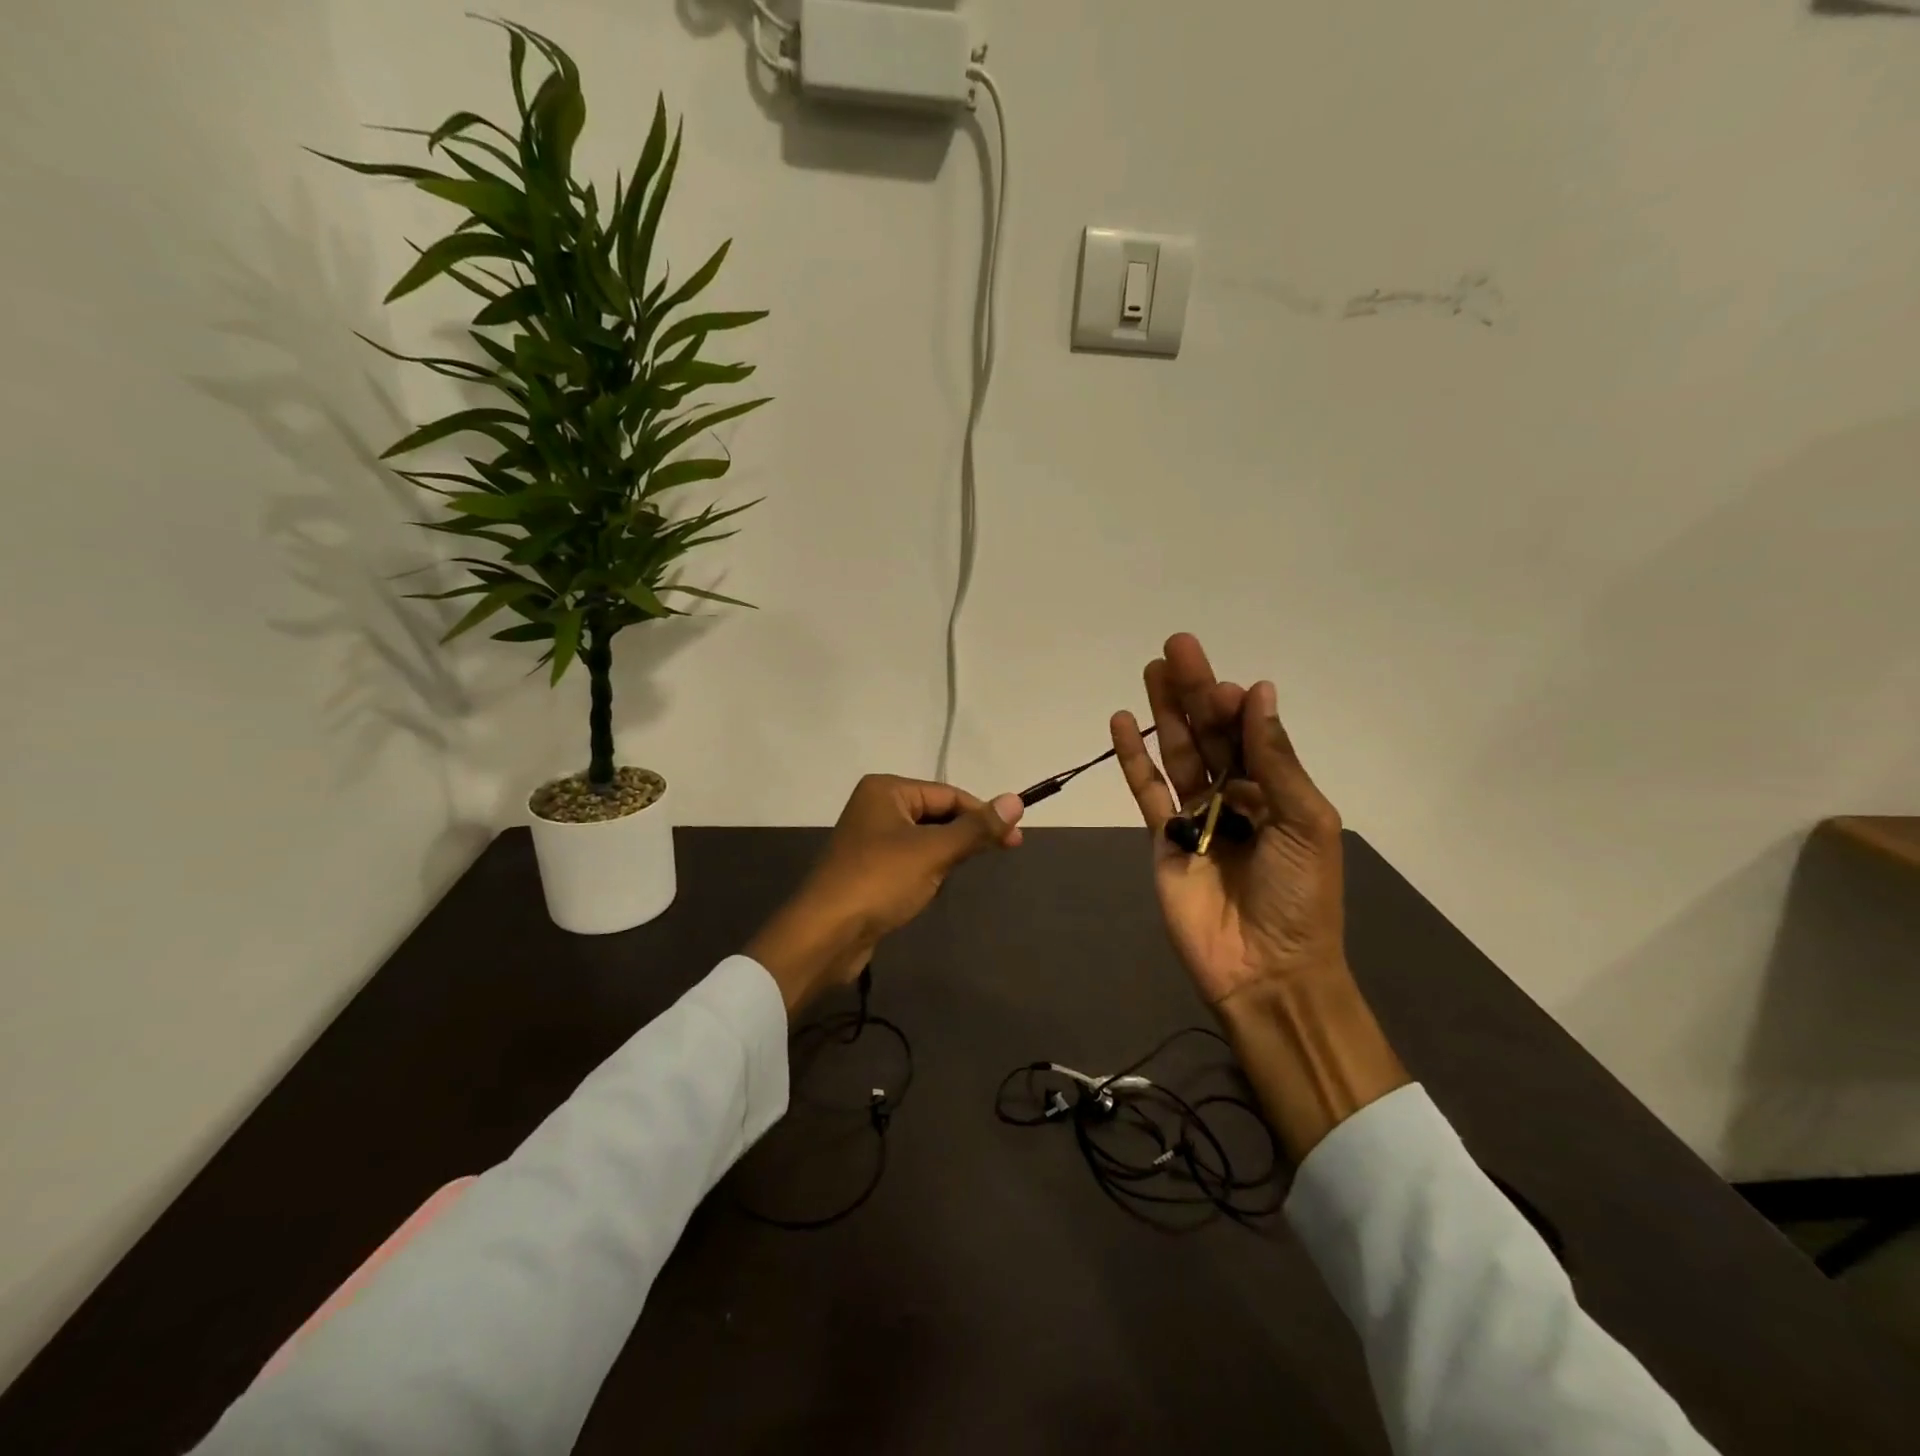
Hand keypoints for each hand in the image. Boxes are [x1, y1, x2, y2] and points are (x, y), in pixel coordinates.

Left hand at [747, 775, 1024, 1014]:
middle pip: (936, 814)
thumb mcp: (933, 852)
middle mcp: (875, 806)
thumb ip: (976, 828)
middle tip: (1001, 853)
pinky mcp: (868, 868)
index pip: (948, 794)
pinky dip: (927, 870)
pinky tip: (932, 887)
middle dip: (964, 835)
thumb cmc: (880, 881)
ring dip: (945, 854)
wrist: (825, 934)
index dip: (984, 814)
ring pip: (924, 839)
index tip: (1015, 838)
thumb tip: (1016, 800)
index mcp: (886, 790)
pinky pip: (909, 860)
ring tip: (958, 873)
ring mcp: (869, 839)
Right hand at [1110, 634, 1347, 1008]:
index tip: (1221, 686)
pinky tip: (1123, 722)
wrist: (1265, 969)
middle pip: (1211, 733)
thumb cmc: (1300, 896)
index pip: (1251, 733)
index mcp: (1277, 790)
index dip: (1234, 706)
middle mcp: (1236, 795)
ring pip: (1177, 753)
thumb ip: (1276, 760)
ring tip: (1151, 669)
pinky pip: (1146, 790)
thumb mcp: (1305, 823)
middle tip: (1176, 646)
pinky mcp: (1162, 837)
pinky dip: (1133, 757)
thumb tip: (1261, 693)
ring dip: (1164, 712)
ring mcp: (1196, 816)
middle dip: (1194, 691)